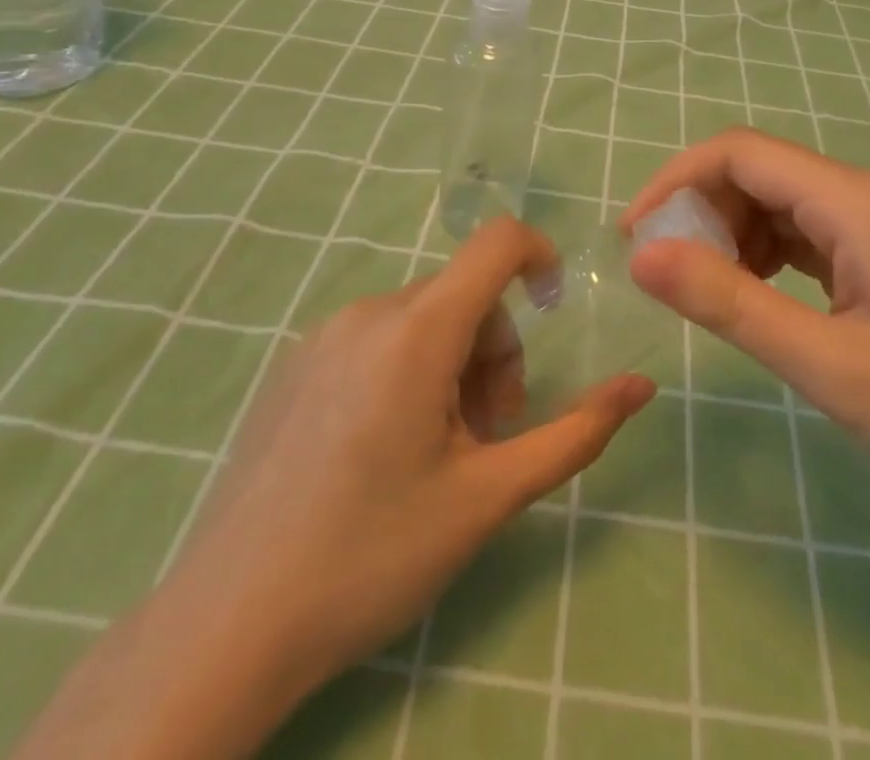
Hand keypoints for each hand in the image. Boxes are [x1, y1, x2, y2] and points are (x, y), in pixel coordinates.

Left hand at [15, 218, 652, 759]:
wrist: (227, 626)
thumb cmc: (372, 556)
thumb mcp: (488, 497)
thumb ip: (575, 433)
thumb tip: (642, 385)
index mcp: (417, 330)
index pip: (496, 242)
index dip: (540, 256)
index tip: (555, 307)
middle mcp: (368, 312)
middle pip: (464, 295)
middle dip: (494, 354)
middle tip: (486, 438)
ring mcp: (322, 336)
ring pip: (422, 320)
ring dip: (452, 368)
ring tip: (436, 454)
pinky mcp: (294, 364)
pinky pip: (376, 339)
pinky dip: (407, 371)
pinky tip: (382, 451)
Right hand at [621, 129, 869, 536]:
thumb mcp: (830, 365)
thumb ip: (731, 304)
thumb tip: (642, 256)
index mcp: (853, 201)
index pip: (738, 152)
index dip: (676, 181)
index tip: (636, 238)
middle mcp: (868, 195)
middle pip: (760, 173)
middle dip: (703, 213)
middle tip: (670, 279)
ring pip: (785, 204)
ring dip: (735, 236)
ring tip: (711, 295)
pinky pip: (814, 235)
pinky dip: (772, 256)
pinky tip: (764, 299)